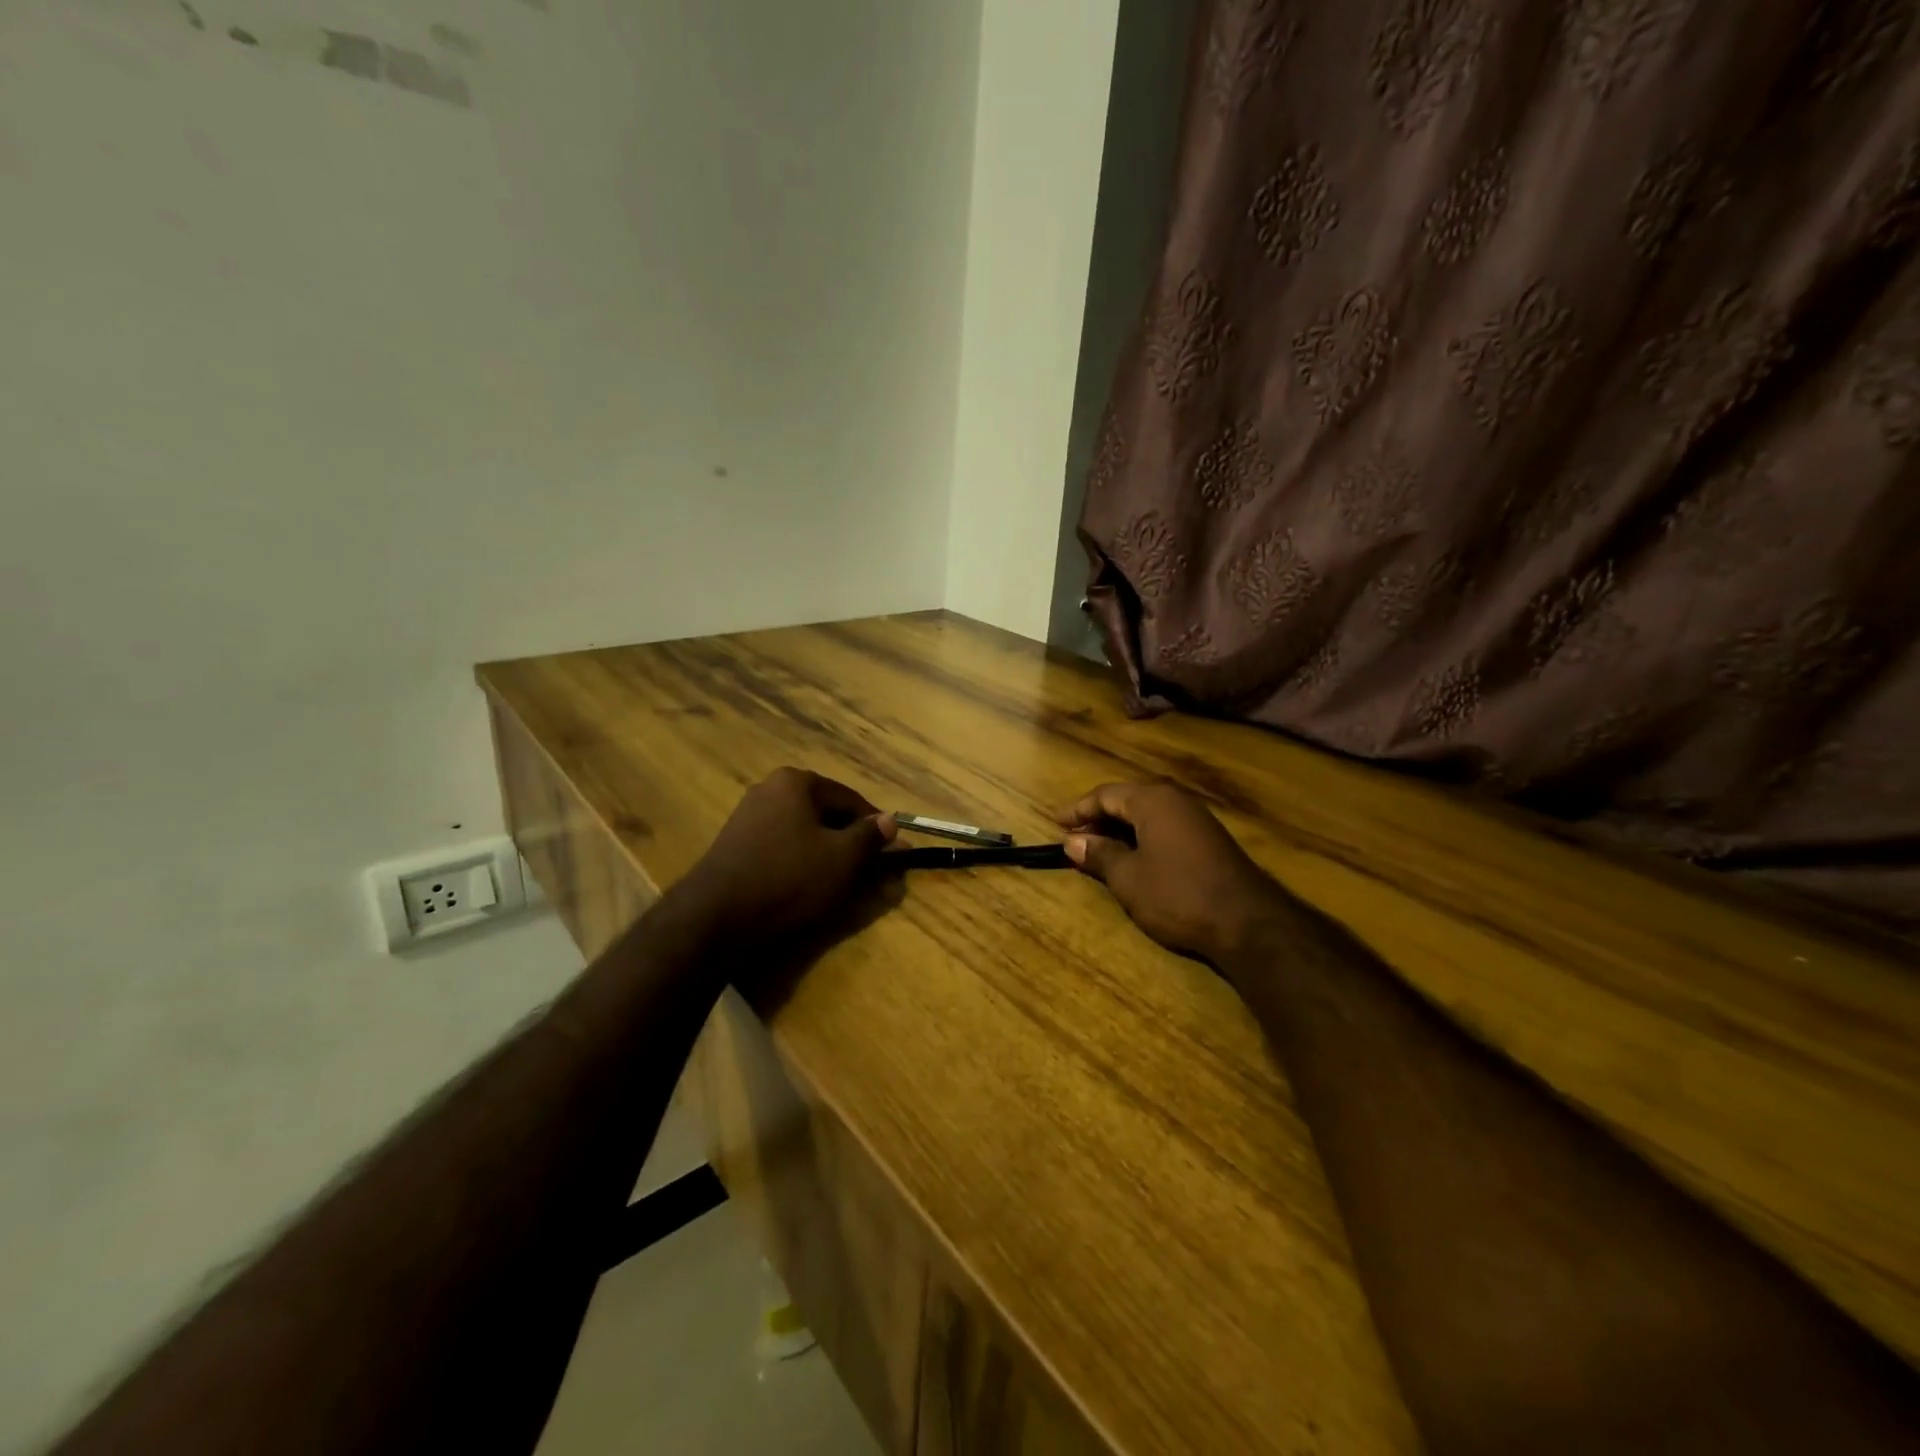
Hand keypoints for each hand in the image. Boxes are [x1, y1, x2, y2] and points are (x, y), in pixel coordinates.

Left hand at [670, 768, 896, 948]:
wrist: (715, 917)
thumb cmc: (788, 879)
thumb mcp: (843, 859)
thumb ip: (870, 837)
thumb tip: (890, 821)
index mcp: (796, 782)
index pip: (851, 799)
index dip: (876, 827)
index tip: (892, 853)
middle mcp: (769, 789)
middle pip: (825, 813)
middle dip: (850, 841)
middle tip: (868, 871)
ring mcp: (747, 816)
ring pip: (803, 832)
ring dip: (826, 853)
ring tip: (840, 883)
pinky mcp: (735, 845)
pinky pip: (781, 847)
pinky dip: (800, 862)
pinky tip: (806, 887)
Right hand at [1055, 782, 1290, 965]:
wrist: (1248, 922)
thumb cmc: (1178, 894)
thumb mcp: (1128, 877)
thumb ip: (1099, 855)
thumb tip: (1073, 841)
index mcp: (1153, 800)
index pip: (1106, 794)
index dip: (1078, 809)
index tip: (1056, 823)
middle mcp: (1176, 800)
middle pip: (1128, 800)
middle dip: (1098, 818)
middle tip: (1074, 838)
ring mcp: (1197, 819)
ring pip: (1148, 815)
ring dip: (1120, 830)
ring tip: (1098, 850)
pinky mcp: (1210, 840)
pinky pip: (1165, 828)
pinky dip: (1142, 838)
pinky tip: (1134, 859)